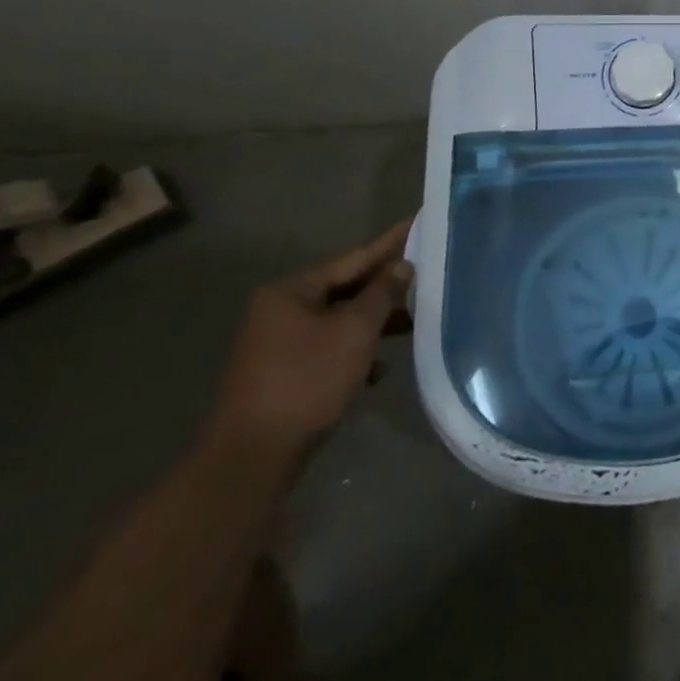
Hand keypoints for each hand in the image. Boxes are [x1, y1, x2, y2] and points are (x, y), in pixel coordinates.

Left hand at [202, 220, 413, 473]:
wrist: (253, 457)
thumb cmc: (307, 381)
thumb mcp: (355, 331)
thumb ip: (382, 293)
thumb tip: (402, 265)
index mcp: (291, 292)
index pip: (353, 258)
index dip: (390, 244)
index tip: (418, 222)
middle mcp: (280, 311)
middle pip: (345, 289)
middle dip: (385, 288)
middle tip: (427, 275)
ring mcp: (279, 345)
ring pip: (339, 321)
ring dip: (374, 323)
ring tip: (414, 322)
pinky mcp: (284, 375)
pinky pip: (329, 350)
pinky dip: (356, 352)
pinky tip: (379, 368)